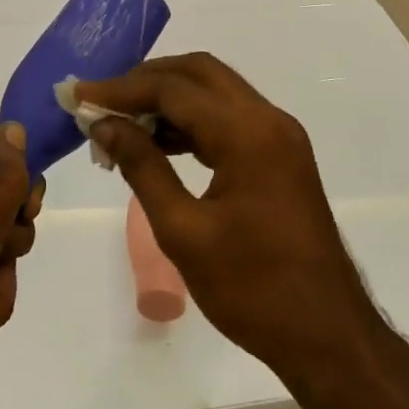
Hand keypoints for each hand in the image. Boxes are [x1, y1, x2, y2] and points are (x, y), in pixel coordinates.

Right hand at [75, 54, 376, 379]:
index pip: (174, 89)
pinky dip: (191, 121)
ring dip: (169, 98)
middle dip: (147, 80)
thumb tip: (104, 125)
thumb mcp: (183, 231)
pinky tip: (158, 143)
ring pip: (215, 92)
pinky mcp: (281, 155)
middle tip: (102, 101)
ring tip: (122, 123)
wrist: (328, 335)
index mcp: (248, 133)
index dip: (121, 89)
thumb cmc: (253, 290)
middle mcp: (268, 119)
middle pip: (199, 73)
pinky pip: (229, 118)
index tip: (79, 95)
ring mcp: (279, 135)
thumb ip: (142, 167)